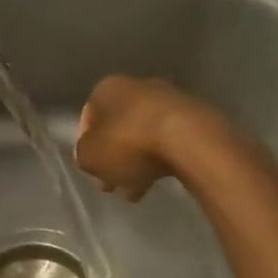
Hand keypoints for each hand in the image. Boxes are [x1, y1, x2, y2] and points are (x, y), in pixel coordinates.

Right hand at [74, 75, 226, 200]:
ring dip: (137, 161)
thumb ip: (83, 155)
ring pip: (143, 134)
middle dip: (114, 157)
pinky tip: (158, 181)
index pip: (88, 117)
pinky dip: (160, 159)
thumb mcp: (90, 156)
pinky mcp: (193, 116)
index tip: (92, 170)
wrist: (189, 139)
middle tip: (112, 184)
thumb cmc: (130, 143)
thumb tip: (90, 155)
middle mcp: (137, 86)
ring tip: (136, 191)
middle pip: (118, 126)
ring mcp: (168, 99)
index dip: (86, 146)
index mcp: (107, 88)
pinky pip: (168, 140)